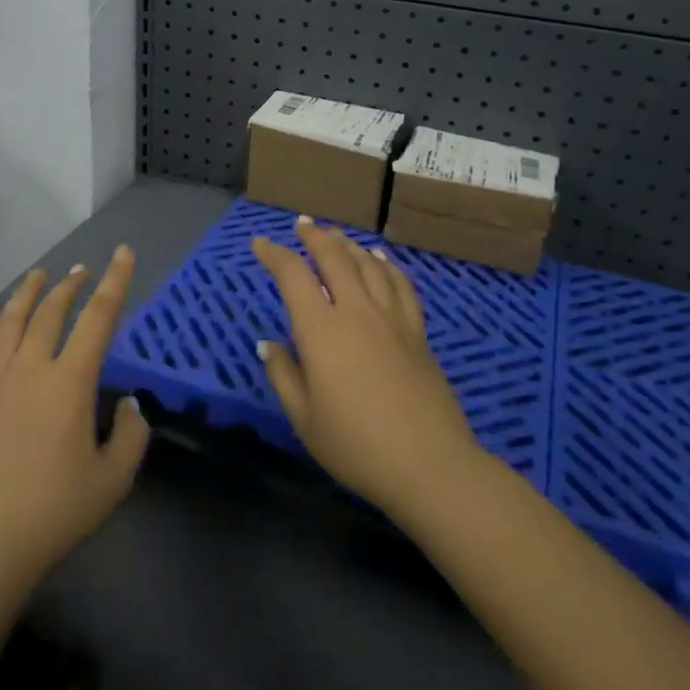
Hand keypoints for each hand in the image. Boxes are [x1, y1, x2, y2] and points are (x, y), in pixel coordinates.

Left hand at [0, 248, 149, 596]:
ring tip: (39, 274)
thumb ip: (131, 435)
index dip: (115, 282)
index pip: (99, 318)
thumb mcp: (113, 479)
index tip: (122, 253)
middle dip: (70, 286)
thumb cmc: (56, 511)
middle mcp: (31, 370)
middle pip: (50, 313)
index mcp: (70, 382)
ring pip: (9, 323)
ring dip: (26, 294)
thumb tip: (129, 404)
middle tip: (81, 270)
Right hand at [254, 217, 482, 520]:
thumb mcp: (303, 418)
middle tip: (302, 225)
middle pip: (334, 257)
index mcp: (321, 330)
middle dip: (314, 236)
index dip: (274, 254)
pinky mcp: (417, 331)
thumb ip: (283, 374)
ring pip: (368, 264)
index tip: (260, 244)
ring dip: (348, 244)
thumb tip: (269, 343)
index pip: (293, 275)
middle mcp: (356, 311)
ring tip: (335, 236)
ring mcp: (391, 318)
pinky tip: (380, 259)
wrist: (429, 464)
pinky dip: (386, 264)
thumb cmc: (356, 446)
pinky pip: (400, 284)